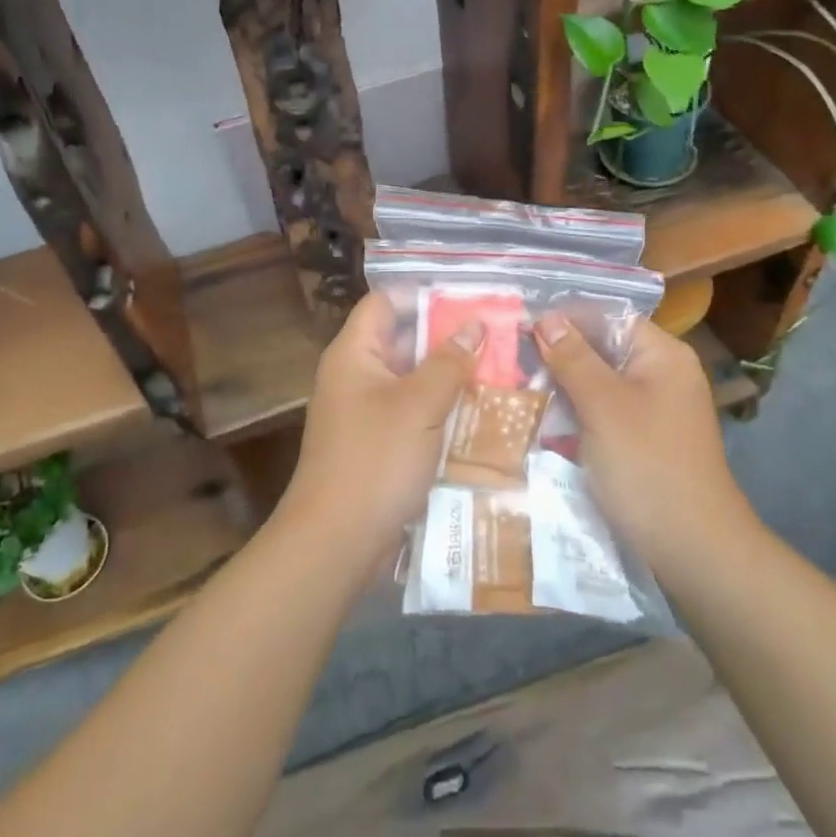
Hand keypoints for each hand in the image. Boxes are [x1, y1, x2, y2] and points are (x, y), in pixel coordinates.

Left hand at [277, 292, 478, 571]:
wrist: (337, 541)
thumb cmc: (376, 460)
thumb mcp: (420, 405)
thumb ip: (449, 361)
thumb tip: (475, 325)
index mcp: (354, 354)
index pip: (385, 302)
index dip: (423, 296)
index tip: (470, 300)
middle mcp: (356, 376)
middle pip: (402, 341)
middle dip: (447, 339)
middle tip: (497, 337)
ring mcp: (365, 412)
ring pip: (412, 381)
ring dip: (449, 378)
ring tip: (498, 372)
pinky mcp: (377, 445)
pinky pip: (412, 414)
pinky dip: (440, 411)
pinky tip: (479, 415)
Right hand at [534, 315, 754, 566]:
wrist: (692, 549)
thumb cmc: (648, 466)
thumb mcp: (603, 406)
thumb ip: (574, 358)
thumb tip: (547, 318)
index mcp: (663, 355)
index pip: (608, 317)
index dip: (566, 318)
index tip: (520, 326)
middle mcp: (662, 375)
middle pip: (603, 349)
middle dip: (559, 354)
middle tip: (510, 359)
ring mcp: (653, 410)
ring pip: (599, 383)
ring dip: (563, 386)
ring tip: (517, 386)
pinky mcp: (642, 441)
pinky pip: (603, 413)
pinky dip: (575, 413)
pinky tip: (542, 419)